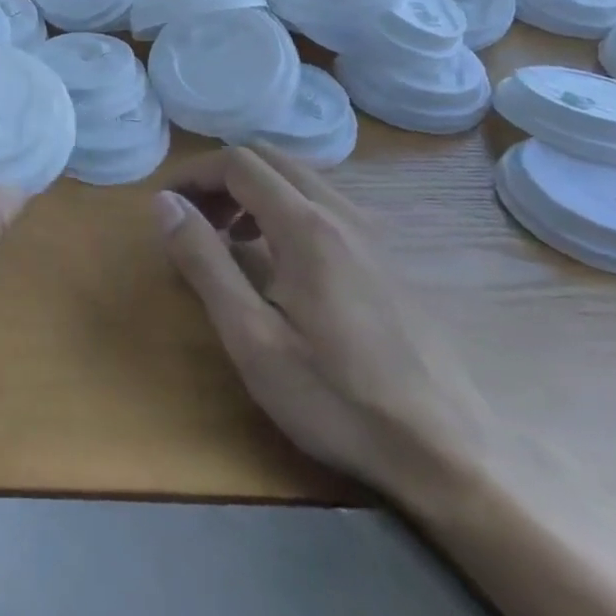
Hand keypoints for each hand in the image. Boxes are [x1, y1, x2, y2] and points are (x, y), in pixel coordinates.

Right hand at [153, 145, 500, 502]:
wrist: (450, 456)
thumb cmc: (337, 399)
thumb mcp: (251, 337)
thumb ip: (204, 261)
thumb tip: (165, 203)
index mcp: (306, 227)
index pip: (238, 163)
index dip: (194, 174)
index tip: (167, 204)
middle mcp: (342, 214)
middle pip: (270, 159)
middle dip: (222, 177)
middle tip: (194, 218)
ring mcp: (373, 234)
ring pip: (300, 178)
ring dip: (254, 191)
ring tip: (230, 238)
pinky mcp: (389, 258)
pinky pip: (325, 204)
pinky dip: (286, 207)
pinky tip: (280, 260)